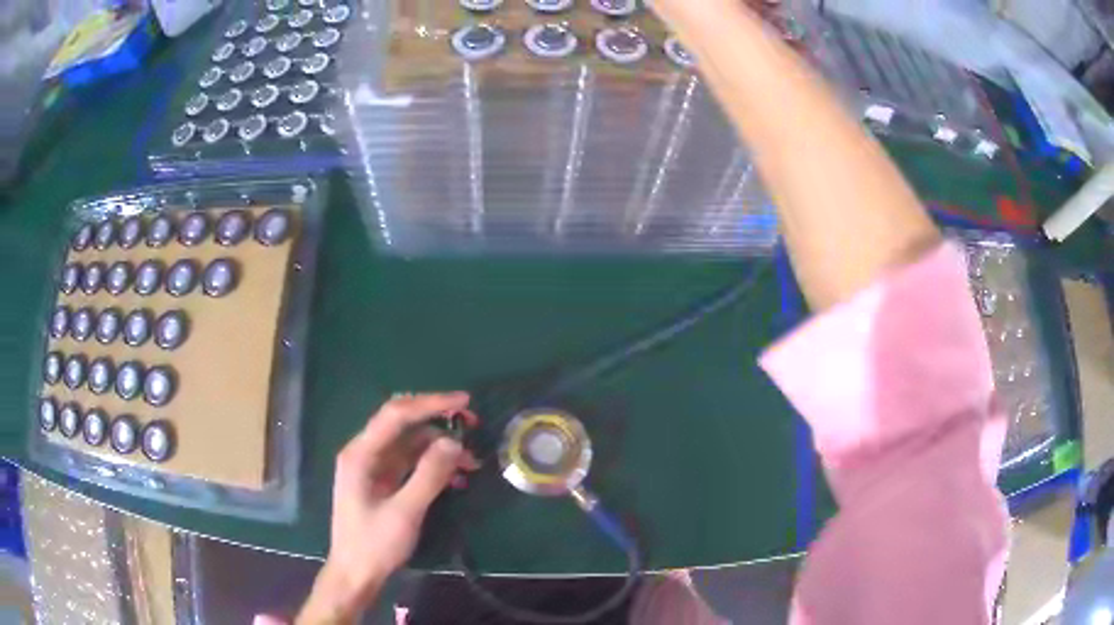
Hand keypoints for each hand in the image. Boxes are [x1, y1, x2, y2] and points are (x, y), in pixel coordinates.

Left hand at [298, 392, 479, 623]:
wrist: (356, 574)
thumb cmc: (374, 544)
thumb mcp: (405, 512)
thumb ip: (428, 475)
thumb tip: (454, 441)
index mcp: (361, 454)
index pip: (396, 414)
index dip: (431, 403)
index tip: (464, 402)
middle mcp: (365, 453)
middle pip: (403, 424)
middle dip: (438, 422)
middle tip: (472, 426)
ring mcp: (374, 468)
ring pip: (411, 444)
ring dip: (441, 448)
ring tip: (471, 463)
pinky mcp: (383, 482)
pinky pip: (411, 463)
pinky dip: (433, 466)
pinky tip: (456, 478)